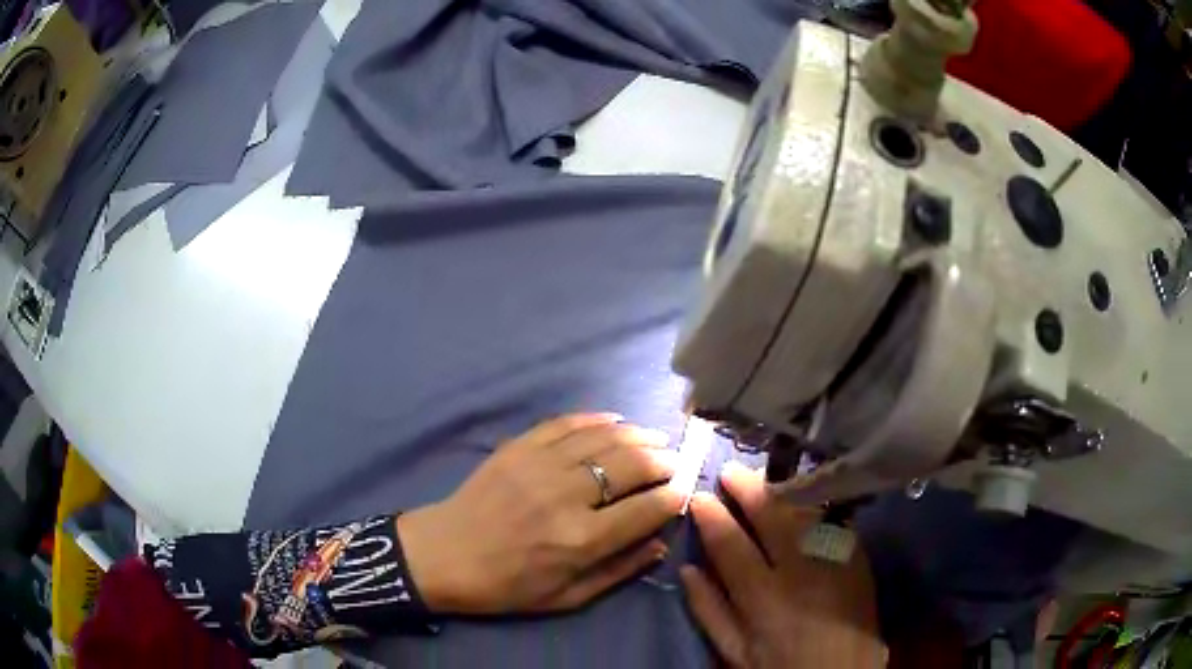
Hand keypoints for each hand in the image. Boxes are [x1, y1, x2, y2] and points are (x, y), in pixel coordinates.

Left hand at [398, 413, 683, 613]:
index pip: (647, 509)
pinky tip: (615, 421)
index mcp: (580, 540)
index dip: (674, 497)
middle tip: (674, 463)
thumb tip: (661, 544)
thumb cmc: (507, 586)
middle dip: (663, 461)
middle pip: (632, 465)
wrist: (445, 555)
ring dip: (638, 436)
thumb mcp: (567, 597)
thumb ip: (619, 571)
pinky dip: (597, 419)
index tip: (683, 492)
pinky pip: (567, 423)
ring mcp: (540, 465)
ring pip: (605, 438)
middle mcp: (566, 496)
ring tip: (655, 440)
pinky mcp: (518, 446)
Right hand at [682, 462, 885, 667]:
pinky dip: (812, 503)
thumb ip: (710, 611)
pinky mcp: (856, 555)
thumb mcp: (736, 651)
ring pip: (804, 510)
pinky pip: (831, 518)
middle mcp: (800, 570)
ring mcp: (833, 558)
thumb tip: (687, 570)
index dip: (712, 516)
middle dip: (747, 488)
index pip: (731, 544)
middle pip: (772, 516)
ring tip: (763, 478)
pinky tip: (801, 496)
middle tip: (729, 470)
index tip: (699, 496)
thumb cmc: (783, 664)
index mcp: (764, 597)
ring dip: (781, 489)